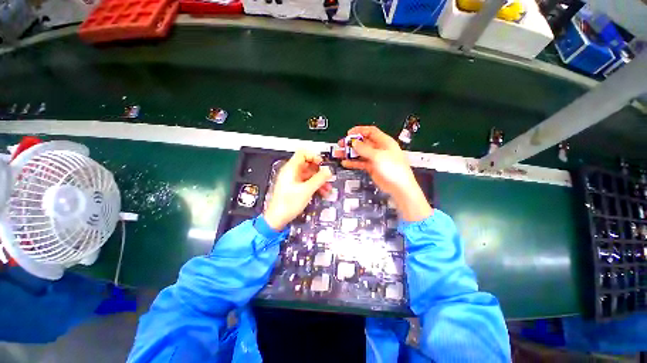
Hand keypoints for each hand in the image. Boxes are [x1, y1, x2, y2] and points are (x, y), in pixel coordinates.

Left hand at [263, 150, 332, 229]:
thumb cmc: (288, 203)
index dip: (313, 156)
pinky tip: (322, 193)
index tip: (322, 163)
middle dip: (319, 171)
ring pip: (309, 175)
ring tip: (328, 188)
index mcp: (291, 169)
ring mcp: (293, 180)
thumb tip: (328, 171)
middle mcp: (291, 172)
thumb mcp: (307, 190)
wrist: (277, 219)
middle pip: (307, 165)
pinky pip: (307, 183)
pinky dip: (315, 186)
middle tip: (328, 177)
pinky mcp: (294, 188)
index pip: (302, 153)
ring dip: (319, 180)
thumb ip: (319, 179)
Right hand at [339, 126, 431, 221]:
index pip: (371, 131)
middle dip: (352, 143)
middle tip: (341, 144)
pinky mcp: (372, 168)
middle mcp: (379, 149)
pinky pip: (360, 163)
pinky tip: (345, 163)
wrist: (399, 187)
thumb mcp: (378, 156)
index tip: (349, 133)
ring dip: (350, 153)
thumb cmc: (393, 168)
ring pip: (360, 153)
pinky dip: (353, 162)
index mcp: (384, 142)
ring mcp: (375, 159)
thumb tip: (354, 143)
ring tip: (339, 154)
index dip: (359, 131)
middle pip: (363, 142)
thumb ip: (364, 149)